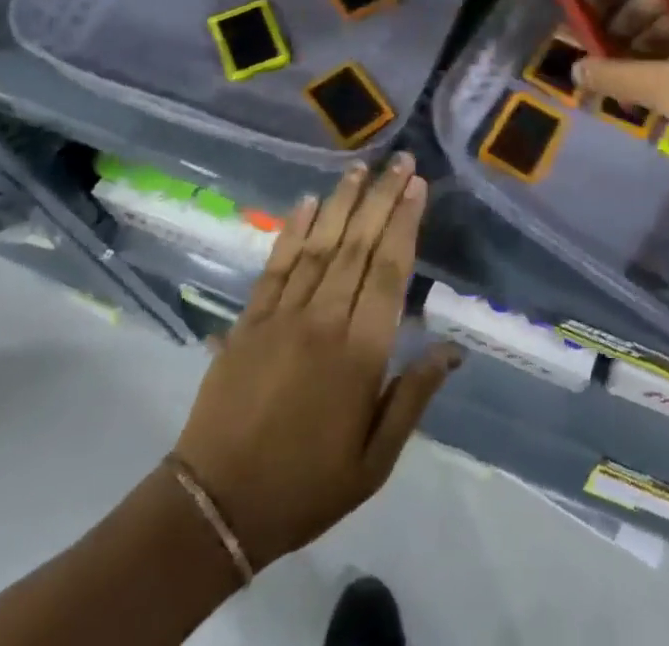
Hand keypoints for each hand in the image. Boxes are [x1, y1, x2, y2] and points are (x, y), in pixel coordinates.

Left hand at [170, 157, 460, 571]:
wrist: (217, 507)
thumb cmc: (306, 485)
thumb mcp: (375, 461)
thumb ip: (413, 397)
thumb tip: (451, 349)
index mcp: (359, 354)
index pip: (389, 272)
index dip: (405, 224)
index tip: (417, 187)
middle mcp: (324, 321)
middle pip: (358, 246)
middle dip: (382, 199)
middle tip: (399, 161)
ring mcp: (282, 315)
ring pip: (319, 245)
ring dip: (341, 202)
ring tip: (360, 168)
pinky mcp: (249, 319)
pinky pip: (276, 265)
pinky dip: (292, 230)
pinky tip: (306, 202)